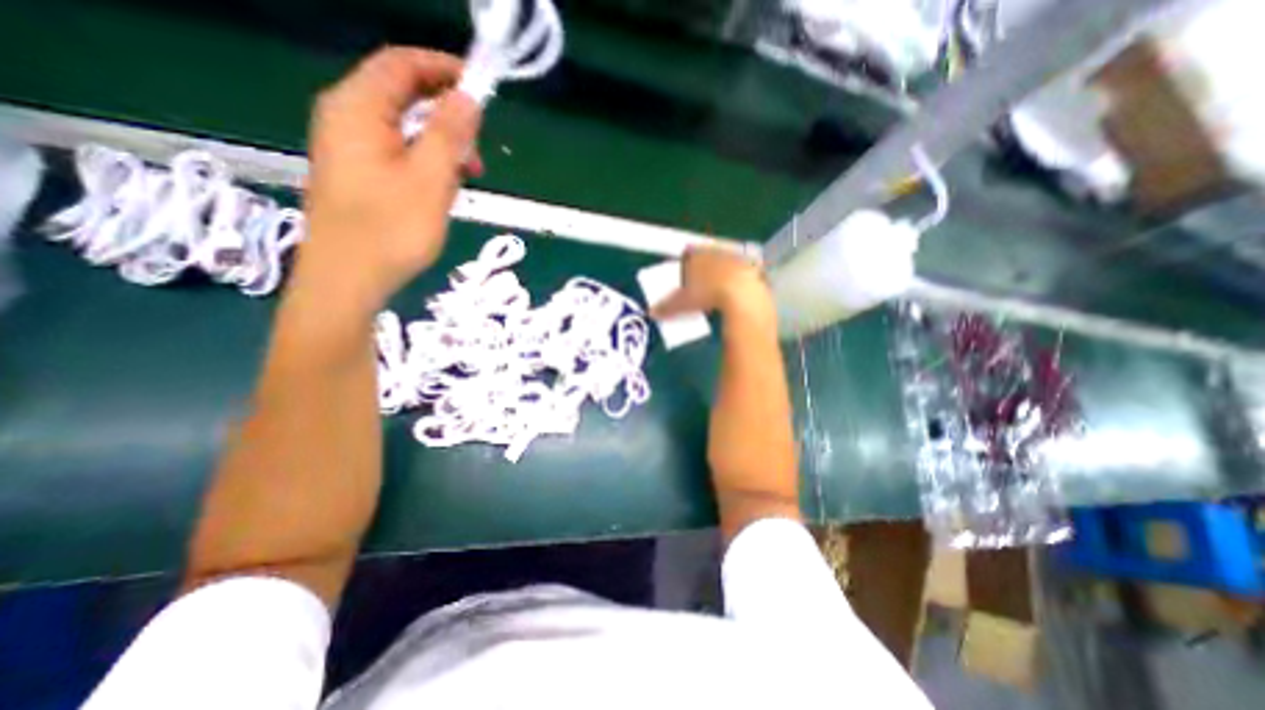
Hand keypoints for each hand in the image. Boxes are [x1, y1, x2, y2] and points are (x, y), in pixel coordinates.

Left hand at [299, 46, 484, 313]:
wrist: (347, 279)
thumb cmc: (390, 229)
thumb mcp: (429, 179)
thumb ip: (449, 134)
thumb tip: (469, 97)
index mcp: (357, 108)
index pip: (402, 64)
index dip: (443, 69)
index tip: (481, 89)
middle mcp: (346, 118)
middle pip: (403, 95)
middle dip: (448, 116)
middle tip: (478, 151)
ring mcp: (350, 147)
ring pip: (404, 128)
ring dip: (442, 144)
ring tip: (468, 177)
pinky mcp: (358, 173)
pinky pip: (398, 152)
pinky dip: (426, 162)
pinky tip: (443, 189)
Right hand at [653, 246, 769, 318]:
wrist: (742, 297)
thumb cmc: (706, 294)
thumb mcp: (681, 303)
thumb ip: (666, 306)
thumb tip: (652, 312)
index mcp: (698, 254)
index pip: (688, 253)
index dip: (685, 263)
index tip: (684, 274)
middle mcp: (718, 252)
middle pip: (709, 257)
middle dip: (704, 268)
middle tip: (699, 283)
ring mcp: (737, 259)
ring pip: (727, 264)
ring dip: (722, 274)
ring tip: (718, 290)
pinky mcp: (754, 271)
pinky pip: (743, 275)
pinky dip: (739, 283)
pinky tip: (735, 296)